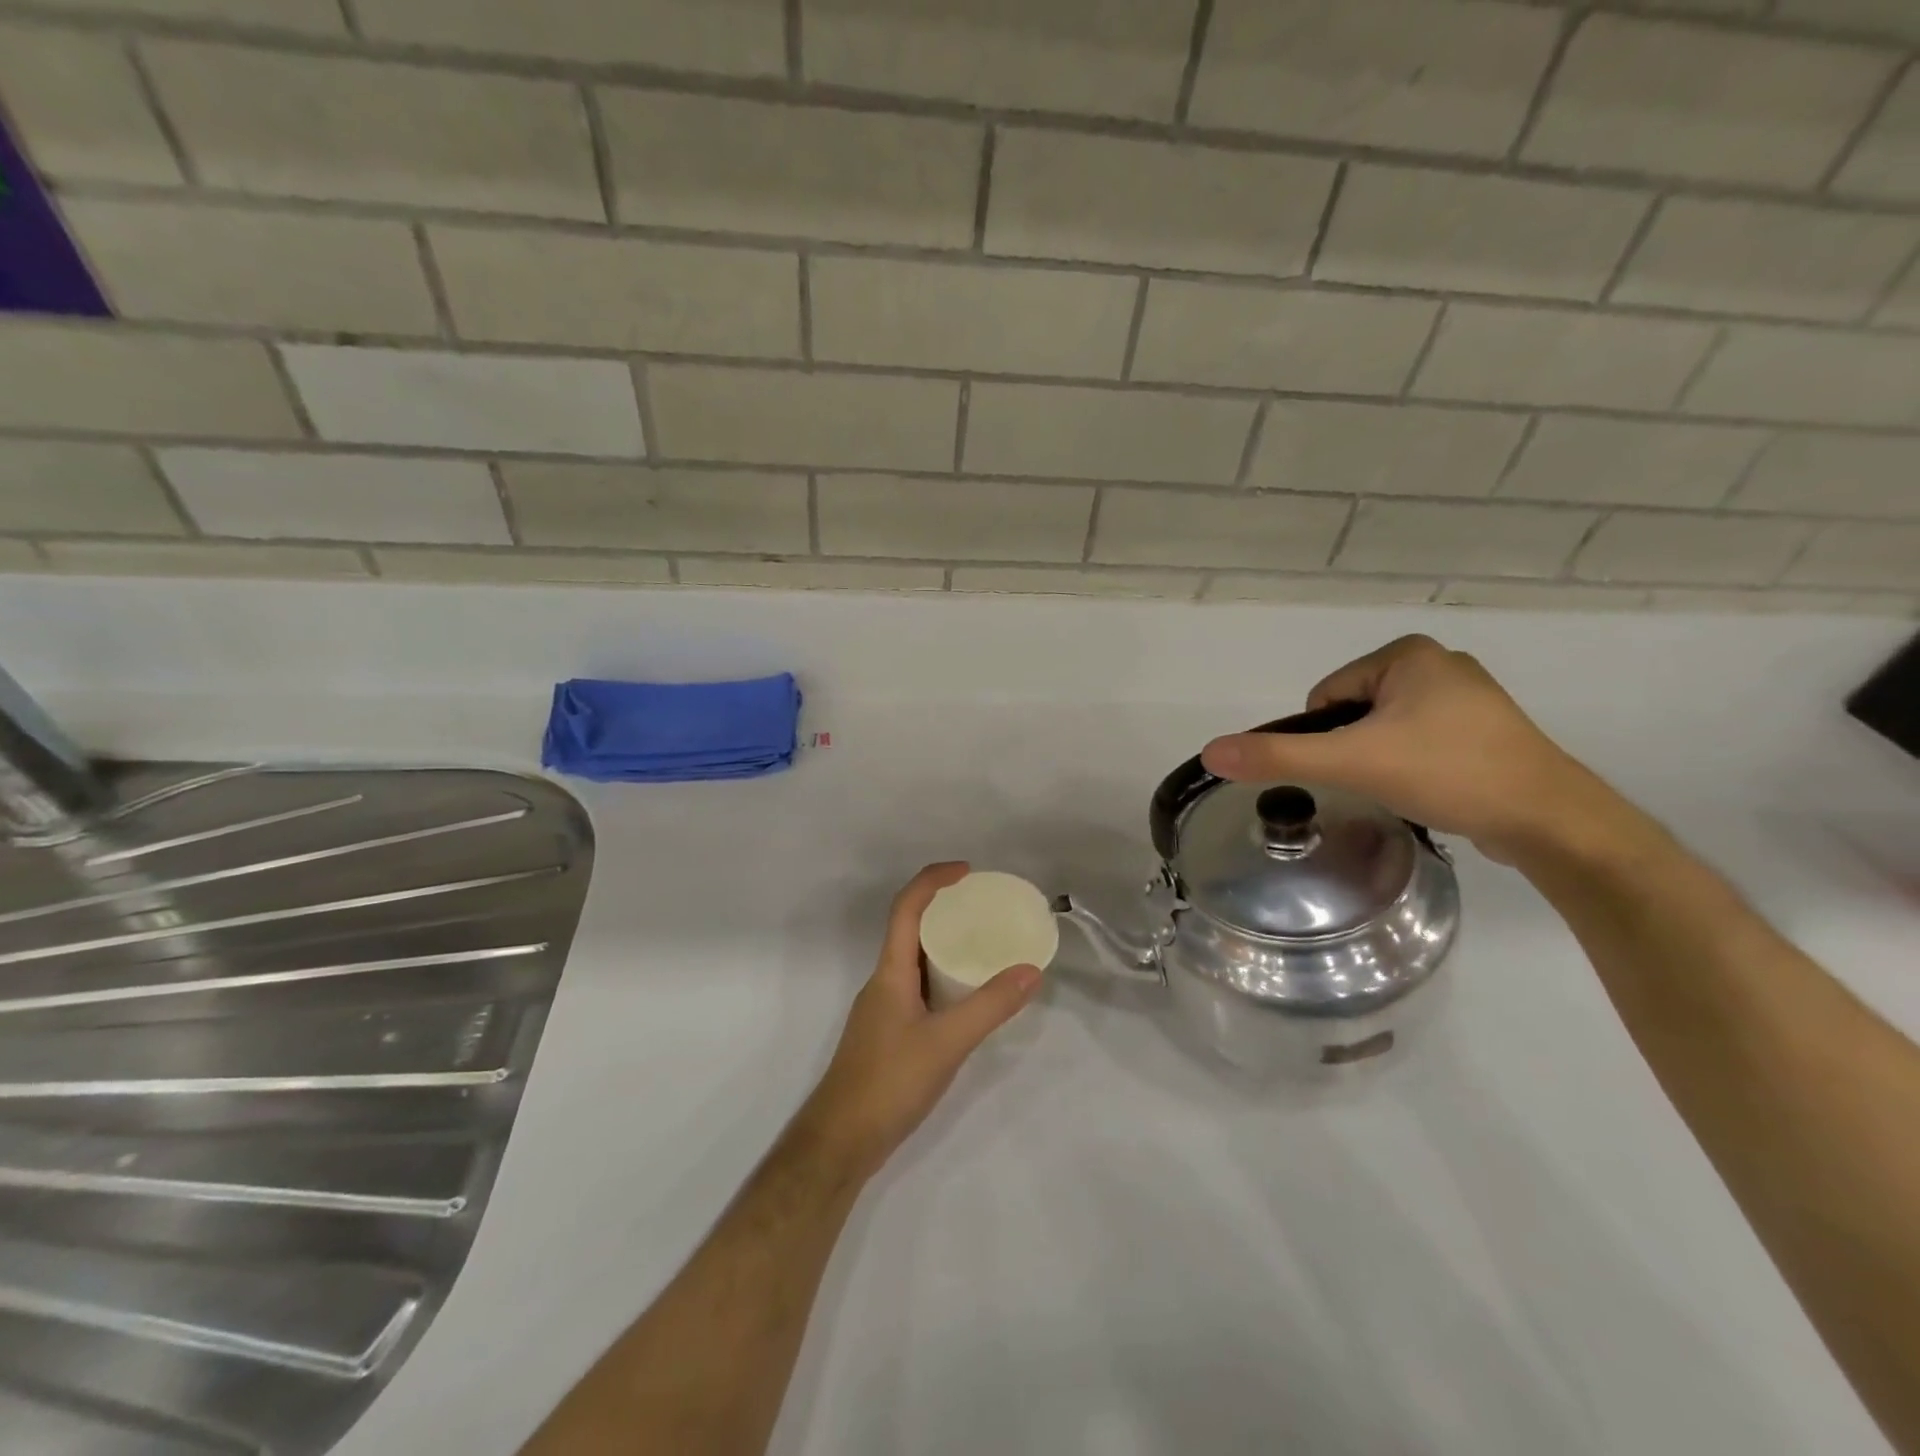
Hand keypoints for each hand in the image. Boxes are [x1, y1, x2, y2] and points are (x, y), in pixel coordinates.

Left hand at [791, 862, 1041, 1181]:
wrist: (841, 1141)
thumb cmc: (888, 1082)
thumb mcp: (947, 1042)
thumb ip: (990, 1006)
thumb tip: (1031, 970)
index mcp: (890, 971)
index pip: (907, 908)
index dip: (933, 880)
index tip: (968, 872)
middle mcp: (884, 982)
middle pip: (910, 929)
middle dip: (944, 910)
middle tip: (985, 909)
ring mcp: (883, 1009)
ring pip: (915, 961)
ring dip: (944, 945)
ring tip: (984, 946)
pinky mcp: (889, 1034)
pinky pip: (918, 988)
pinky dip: (943, 979)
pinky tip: (967, 999)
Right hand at [1199, 635, 1617, 863]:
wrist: (1549, 820)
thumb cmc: (1447, 772)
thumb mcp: (1352, 762)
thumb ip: (1278, 756)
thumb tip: (1211, 752)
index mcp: (1407, 654)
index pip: (1326, 696)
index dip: (1328, 738)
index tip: (1357, 765)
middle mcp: (1438, 663)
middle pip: (1353, 713)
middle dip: (1356, 749)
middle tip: (1383, 779)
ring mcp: (1467, 696)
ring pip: (1385, 729)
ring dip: (1382, 759)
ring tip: (1411, 786)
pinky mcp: (1485, 729)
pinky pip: (1420, 740)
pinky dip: (1414, 765)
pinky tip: (1433, 787)